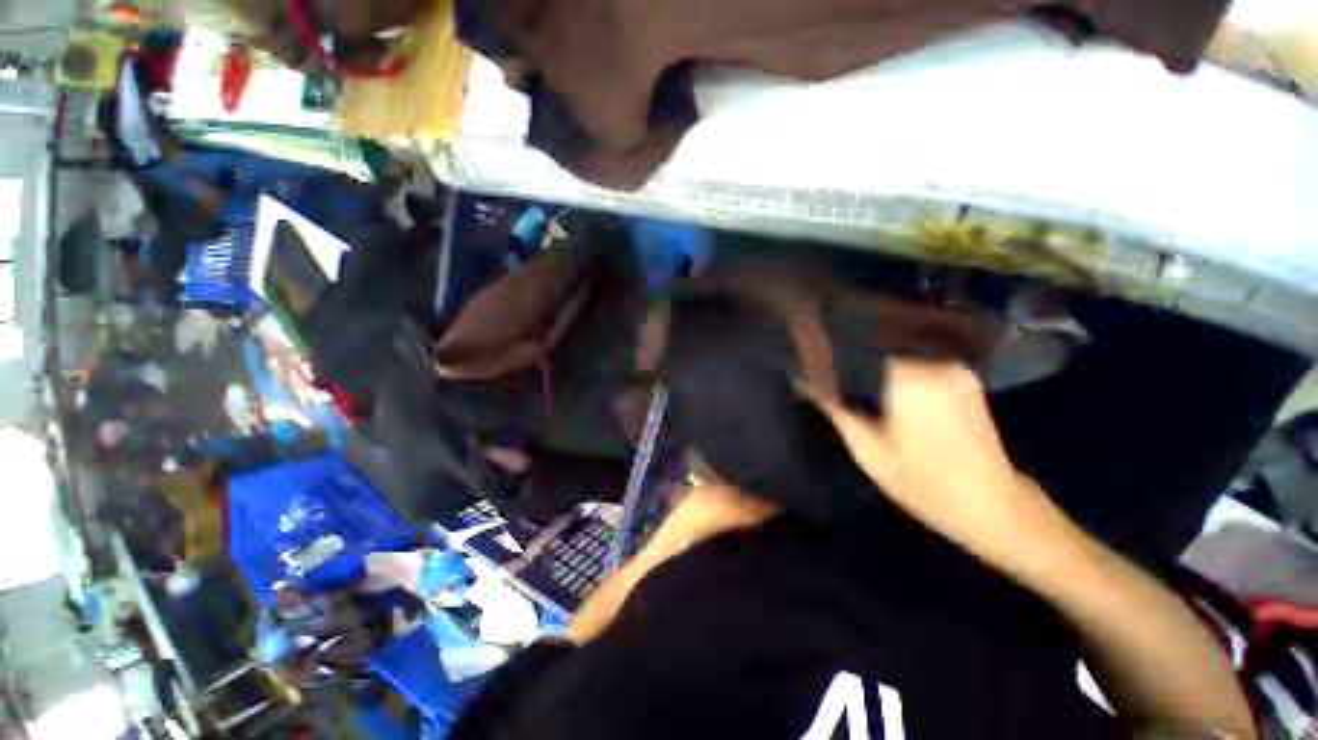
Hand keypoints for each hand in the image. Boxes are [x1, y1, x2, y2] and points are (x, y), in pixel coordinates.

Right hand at [802, 360, 1050, 559]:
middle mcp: (935, 365)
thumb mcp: (868, 450)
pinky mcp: (964, 378)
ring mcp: (954, 369)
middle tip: (822, 367)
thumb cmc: (925, 484)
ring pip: (897, 353)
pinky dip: (894, 370)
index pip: (857, 347)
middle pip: (878, 347)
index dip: (830, 352)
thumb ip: (835, 409)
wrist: (994, 507)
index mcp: (910, 380)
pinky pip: (917, 363)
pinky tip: (878, 384)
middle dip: (848, 356)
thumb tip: (802, 380)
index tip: (807, 357)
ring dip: (871, 363)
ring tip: (845, 373)